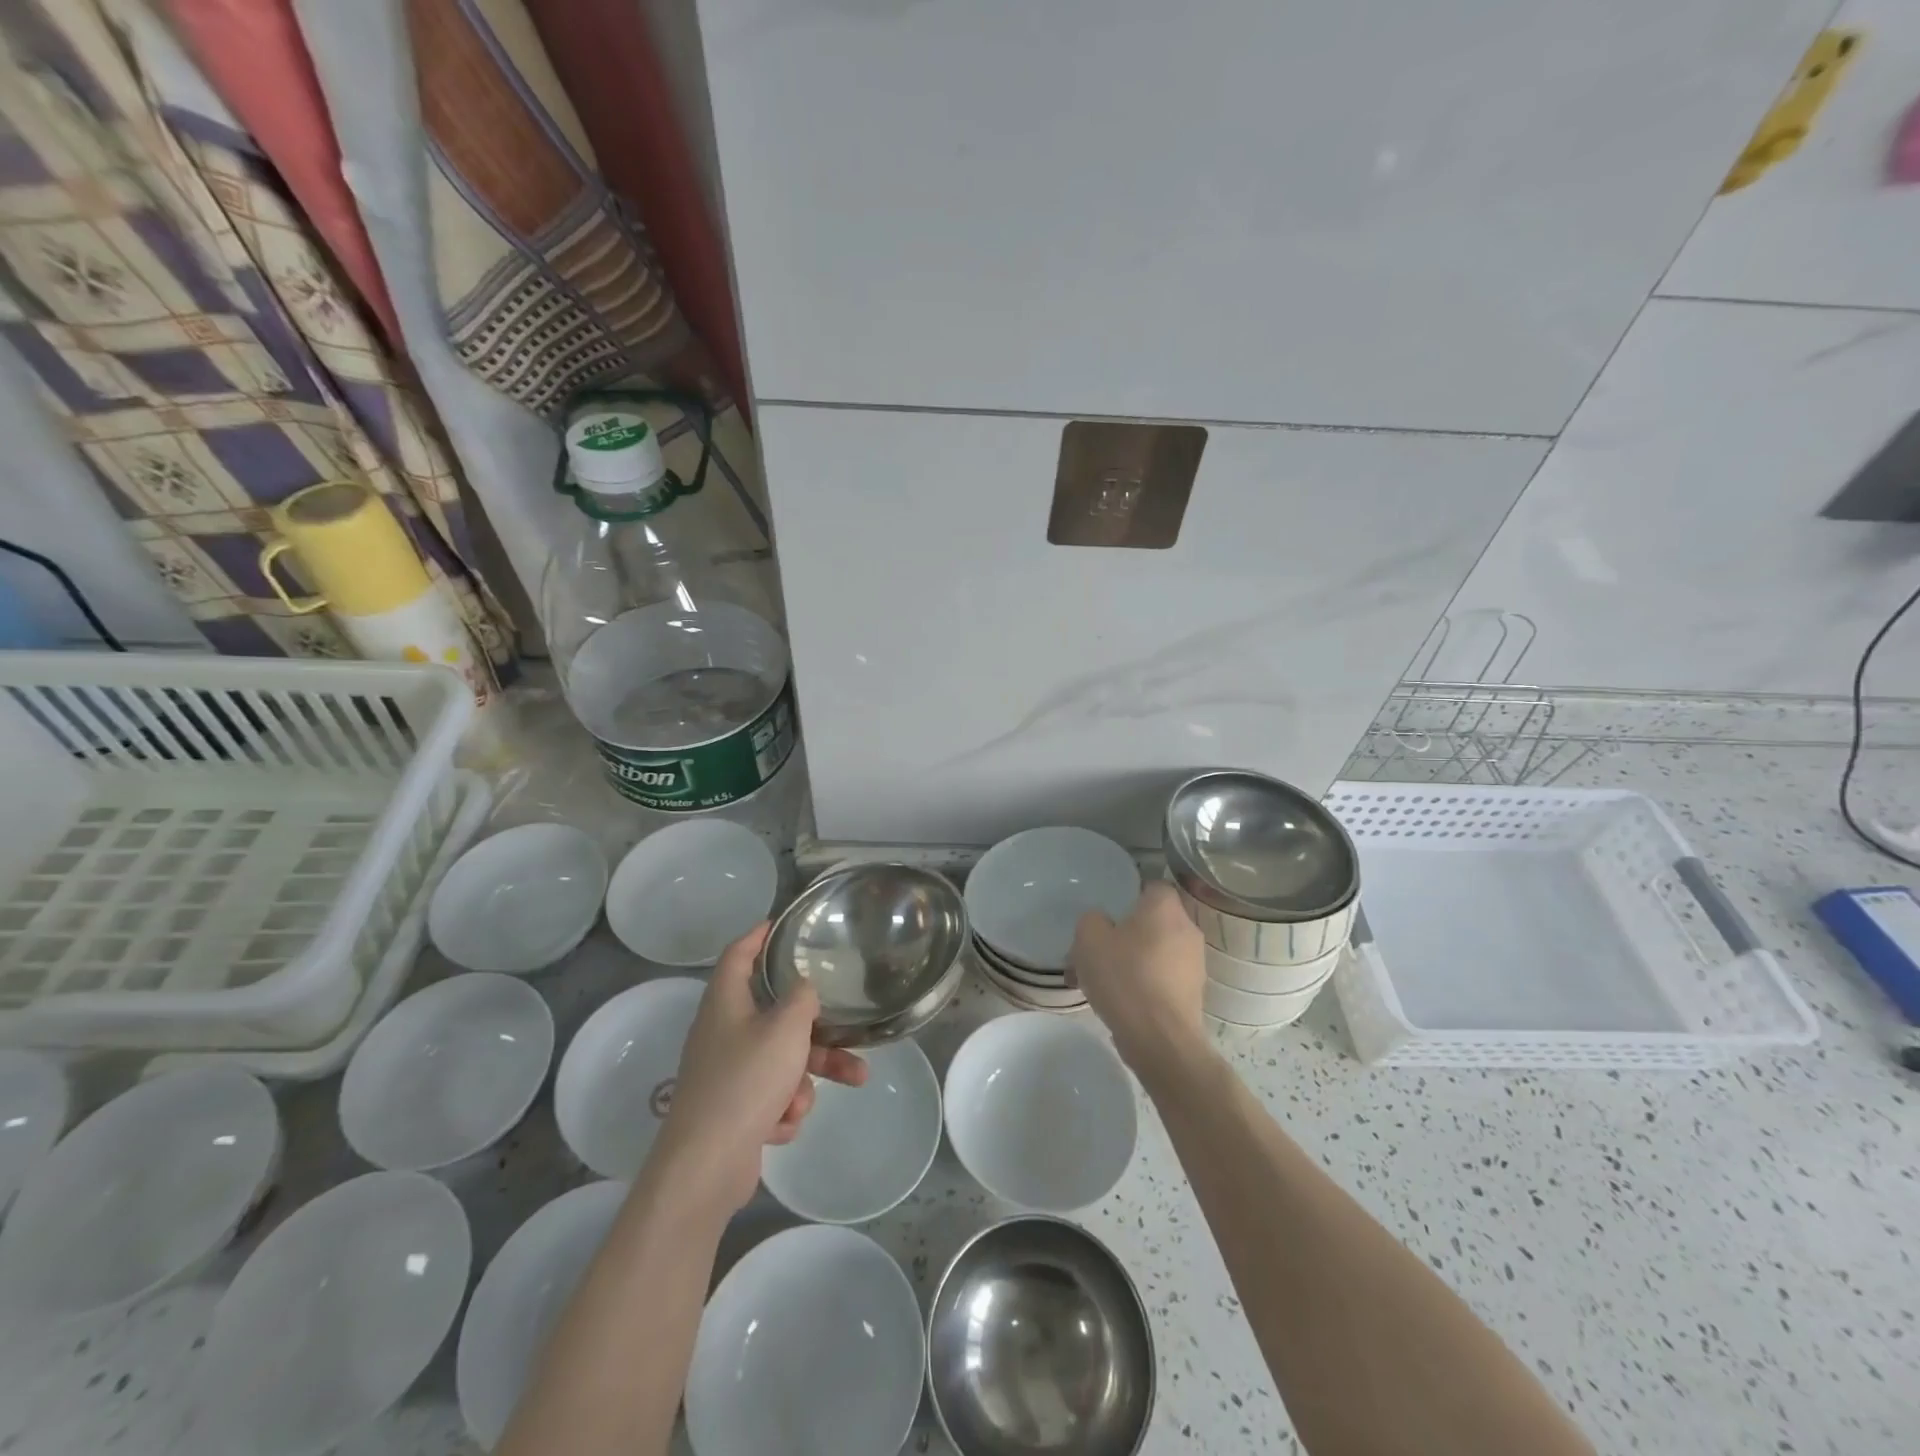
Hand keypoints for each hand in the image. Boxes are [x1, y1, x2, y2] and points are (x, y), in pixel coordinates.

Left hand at [653, 923, 866, 1212]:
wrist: (706, 1165)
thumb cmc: (746, 1081)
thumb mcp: (786, 1028)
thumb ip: (802, 998)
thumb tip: (803, 989)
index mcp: (725, 1003)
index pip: (738, 954)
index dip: (758, 935)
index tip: (781, 924)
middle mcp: (722, 1033)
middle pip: (777, 1016)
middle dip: (818, 1029)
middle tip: (851, 1029)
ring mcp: (726, 1073)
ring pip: (782, 1060)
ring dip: (810, 1075)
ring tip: (851, 1082)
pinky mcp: (733, 1110)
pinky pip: (771, 1096)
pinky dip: (783, 1108)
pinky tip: (782, 1125)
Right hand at [1069, 881, 1207, 1078]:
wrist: (1160, 1039)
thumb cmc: (1125, 977)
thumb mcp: (1089, 938)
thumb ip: (1092, 920)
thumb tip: (1101, 922)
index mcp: (1165, 907)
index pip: (1150, 885)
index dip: (1126, 895)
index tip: (1106, 913)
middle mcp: (1187, 929)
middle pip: (1151, 921)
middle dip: (1123, 934)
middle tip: (1094, 951)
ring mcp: (1194, 963)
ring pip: (1154, 952)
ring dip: (1130, 961)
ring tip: (1099, 982)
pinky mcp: (1193, 994)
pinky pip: (1161, 978)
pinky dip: (1141, 984)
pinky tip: (1118, 1001)